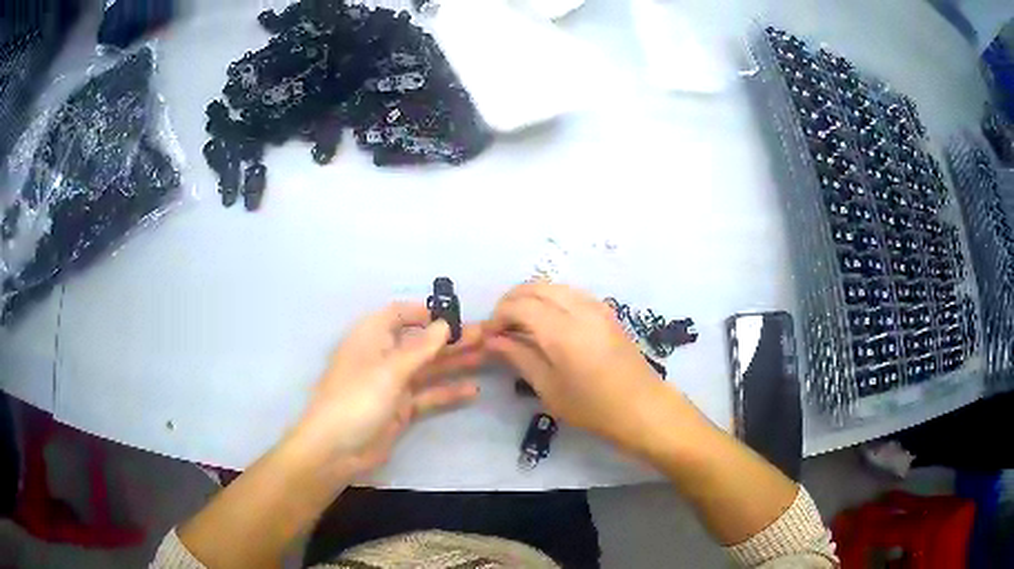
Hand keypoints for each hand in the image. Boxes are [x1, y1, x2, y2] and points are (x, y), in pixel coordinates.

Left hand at [291, 302, 482, 479]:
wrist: (336, 450)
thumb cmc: (356, 400)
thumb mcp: (389, 371)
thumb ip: (420, 349)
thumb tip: (445, 325)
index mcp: (371, 338)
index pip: (398, 314)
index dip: (425, 312)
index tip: (455, 315)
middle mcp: (383, 357)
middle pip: (420, 342)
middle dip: (450, 338)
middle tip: (486, 335)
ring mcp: (393, 385)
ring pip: (428, 368)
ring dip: (455, 362)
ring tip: (488, 355)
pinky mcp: (401, 409)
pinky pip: (428, 395)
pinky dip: (448, 392)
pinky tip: (473, 390)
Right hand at [484, 283, 670, 450]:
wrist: (642, 407)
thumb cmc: (593, 407)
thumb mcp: (549, 388)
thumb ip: (519, 357)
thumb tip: (493, 340)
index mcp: (561, 330)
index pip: (519, 305)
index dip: (498, 316)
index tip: (489, 335)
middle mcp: (579, 308)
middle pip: (535, 287)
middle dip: (512, 301)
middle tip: (501, 327)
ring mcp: (596, 306)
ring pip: (554, 286)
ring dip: (532, 297)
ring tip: (522, 325)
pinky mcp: (607, 311)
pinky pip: (571, 293)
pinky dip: (551, 299)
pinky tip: (548, 322)